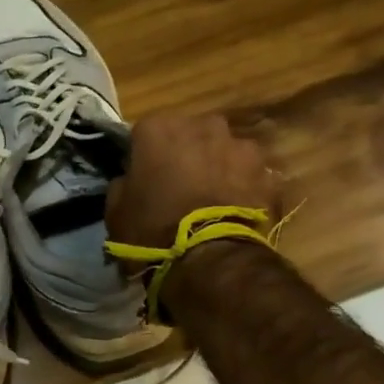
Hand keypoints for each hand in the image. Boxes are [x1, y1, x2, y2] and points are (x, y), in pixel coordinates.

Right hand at [106, 111, 279, 252]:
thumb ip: (124, 183)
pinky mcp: (267, 172)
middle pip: (190, 133)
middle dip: (185, 153)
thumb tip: (131, 179)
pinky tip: (233, 209)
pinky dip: (242, 186)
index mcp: (159, 129)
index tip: (143, 175)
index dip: (144, 154)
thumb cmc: (151, 228)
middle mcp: (202, 126)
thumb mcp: (116, 209)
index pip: (145, 132)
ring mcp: (240, 146)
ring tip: (210, 197)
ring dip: (216, 165)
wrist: (208, 257)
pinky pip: (248, 174)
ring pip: (223, 150)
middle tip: (178, 184)